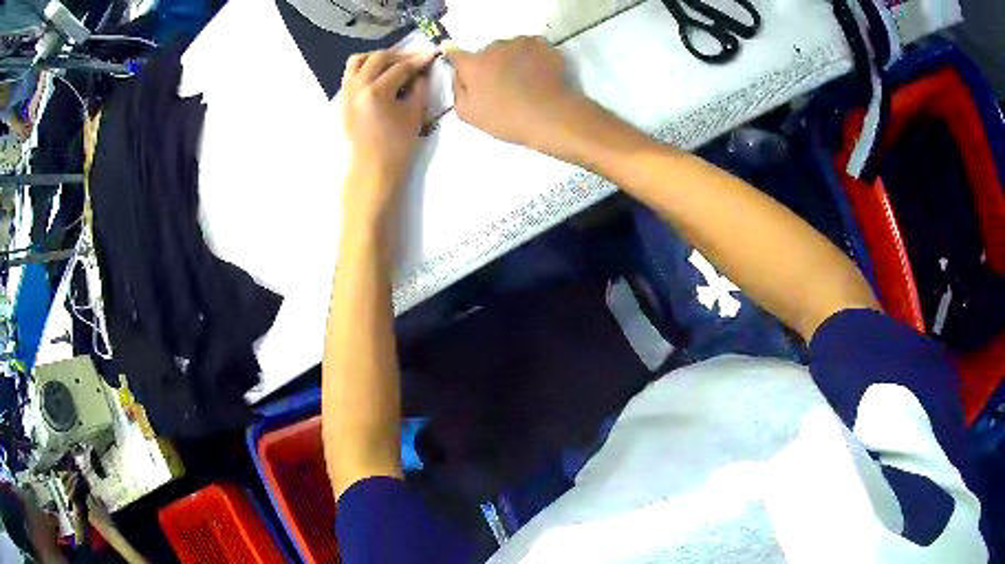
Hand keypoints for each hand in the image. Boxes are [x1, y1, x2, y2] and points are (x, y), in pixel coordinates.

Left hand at [341, 49, 434, 221]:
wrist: (371, 171)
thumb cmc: (396, 147)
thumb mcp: (414, 114)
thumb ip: (419, 87)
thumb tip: (421, 71)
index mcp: (376, 91)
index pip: (401, 67)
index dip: (419, 60)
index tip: (432, 54)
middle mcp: (357, 87)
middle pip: (378, 58)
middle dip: (399, 55)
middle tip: (415, 59)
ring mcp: (346, 93)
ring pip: (358, 61)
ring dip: (377, 57)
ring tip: (392, 64)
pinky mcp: (343, 100)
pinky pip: (351, 74)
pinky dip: (365, 68)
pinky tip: (379, 76)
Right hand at [445, 37, 584, 149]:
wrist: (552, 116)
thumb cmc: (507, 119)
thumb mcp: (468, 114)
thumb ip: (458, 89)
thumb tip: (459, 74)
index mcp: (473, 64)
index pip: (455, 54)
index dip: (458, 61)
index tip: (465, 70)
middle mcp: (493, 47)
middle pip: (486, 52)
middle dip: (490, 64)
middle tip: (501, 85)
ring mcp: (519, 43)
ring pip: (509, 48)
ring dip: (511, 58)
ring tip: (523, 80)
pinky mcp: (542, 44)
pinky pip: (530, 47)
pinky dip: (531, 56)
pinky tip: (538, 73)